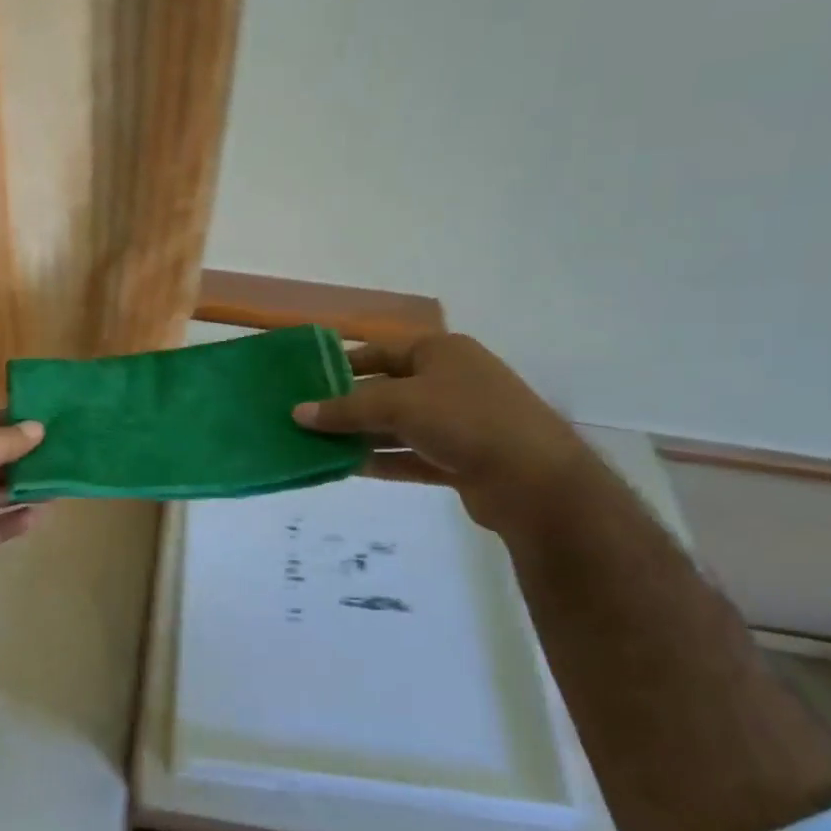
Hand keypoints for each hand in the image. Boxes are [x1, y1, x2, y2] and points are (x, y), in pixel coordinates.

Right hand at [293, 334, 593, 530]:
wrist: (533, 480)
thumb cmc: (465, 420)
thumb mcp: (399, 404)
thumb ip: (346, 409)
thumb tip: (297, 413)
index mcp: (440, 352)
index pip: (381, 351)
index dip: (343, 364)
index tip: (307, 381)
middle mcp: (449, 381)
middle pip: (386, 389)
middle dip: (347, 405)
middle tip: (304, 418)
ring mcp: (456, 422)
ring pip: (396, 426)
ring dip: (360, 436)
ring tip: (317, 446)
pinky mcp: (458, 459)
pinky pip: (409, 456)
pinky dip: (381, 460)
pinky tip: (347, 468)